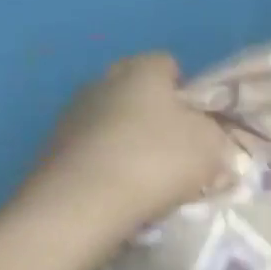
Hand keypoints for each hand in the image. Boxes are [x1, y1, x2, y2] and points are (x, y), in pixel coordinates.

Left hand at [13, 53, 233, 243]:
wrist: (81, 205)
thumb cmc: (156, 161)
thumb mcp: (210, 148)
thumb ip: (217, 139)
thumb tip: (213, 142)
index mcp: (142, 71)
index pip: (168, 64)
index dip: (187, 90)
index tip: (198, 121)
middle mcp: (103, 82)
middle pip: (136, 90)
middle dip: (154, 112)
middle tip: (175, 146)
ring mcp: (72, 115)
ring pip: (112, 120)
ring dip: (127, 139)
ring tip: (146, 176)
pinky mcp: (52, 150)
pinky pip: (92, 150)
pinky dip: (106, 164)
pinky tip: (119, 191)